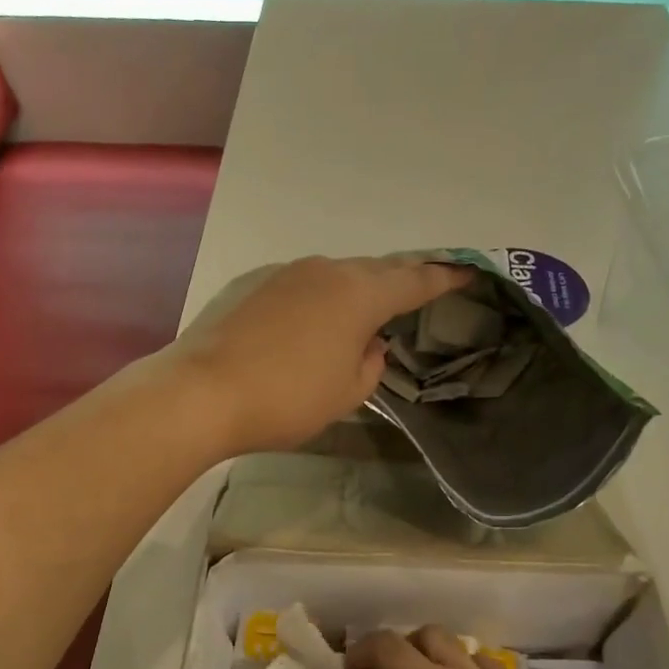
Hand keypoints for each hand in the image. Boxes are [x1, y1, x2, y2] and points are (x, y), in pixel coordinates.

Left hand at [169, 256, 469, 454]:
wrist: (201, 392)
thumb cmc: (287, 398)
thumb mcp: (346, 393)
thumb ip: (371, 364)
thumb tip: (368, 343)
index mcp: (359, 293)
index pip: (414, 281)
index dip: (444, 278)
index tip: (467, 272)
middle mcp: (325, 270)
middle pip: (374, 271)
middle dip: (399, 281)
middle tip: (417, 292)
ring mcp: (284, 273)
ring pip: (334, 276)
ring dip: (353, 291)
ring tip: (360, 314)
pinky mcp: (251, 284)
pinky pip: (300, 286)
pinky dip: (316, 300)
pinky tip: (308, 325)